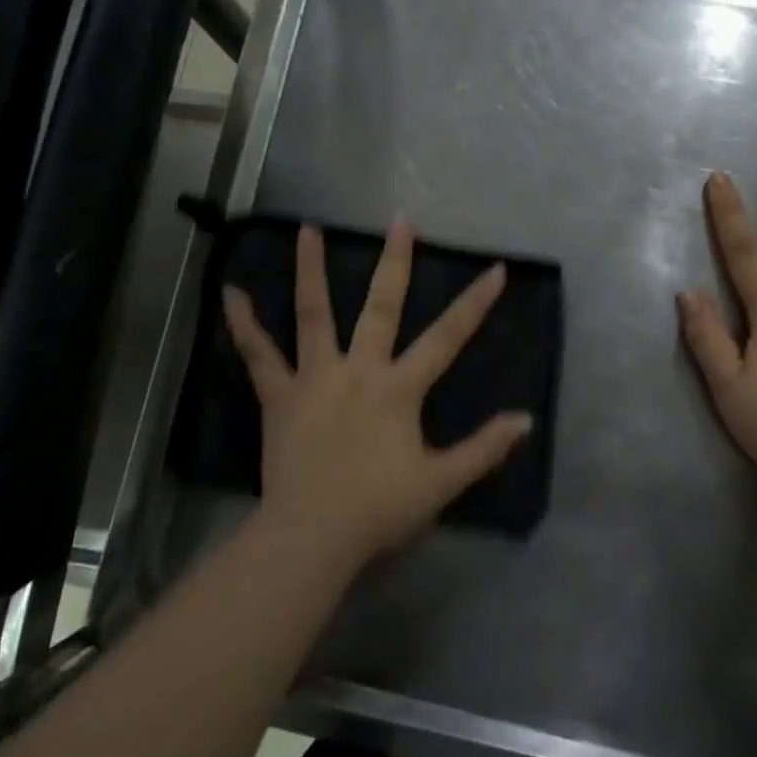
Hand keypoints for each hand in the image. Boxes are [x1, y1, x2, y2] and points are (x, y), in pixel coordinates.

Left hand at [222, 220, 532, 572]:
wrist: (312, 536)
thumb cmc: (378, 509)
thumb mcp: (441, 483)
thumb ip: (484, 450)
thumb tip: (525, 420)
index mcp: (398, 388)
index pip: (447, 338)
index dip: (474, 303)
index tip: (495, 269)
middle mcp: (358, 369)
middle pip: (381, 307)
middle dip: (395, 262)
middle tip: (399, 221)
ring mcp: (315, 378)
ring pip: (314, 314)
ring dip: (311, 269)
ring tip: (307, 228)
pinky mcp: (278, 396)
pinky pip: (257, 354)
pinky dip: (244, 323)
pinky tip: (231, 293)